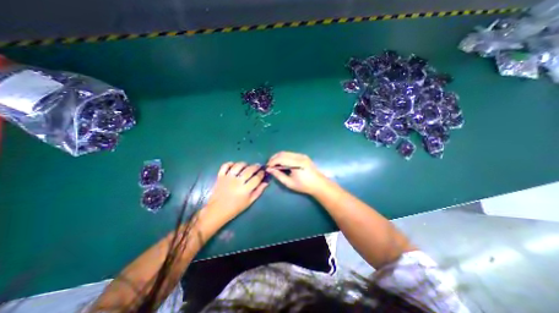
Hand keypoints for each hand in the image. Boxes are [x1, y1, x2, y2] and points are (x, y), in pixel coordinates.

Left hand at [205, 161, 267, 221]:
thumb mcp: (250, 201)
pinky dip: (230, 163)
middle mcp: (237, 181)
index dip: (261, 174)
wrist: (217, 210)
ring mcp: (228, 177)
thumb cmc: (235, 207)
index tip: (263, 172)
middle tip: (258, 166)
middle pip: (249, 170)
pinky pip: (225, 166)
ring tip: (247, 166)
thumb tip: (266, 182)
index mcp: (245, 189)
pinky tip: (234, 166)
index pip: (256, 178)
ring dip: (244, 164)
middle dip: (256, 166)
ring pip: (238, 165)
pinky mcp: (220, 176)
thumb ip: (259, 191)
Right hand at [265, 152, 328, 195]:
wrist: (319, 184)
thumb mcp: (289, 183)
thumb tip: (269, 170)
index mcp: (296, 163)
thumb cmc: (304, 186)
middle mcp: (299, 156)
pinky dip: (284, 157)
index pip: (280, 159)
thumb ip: (278, 175)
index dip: (272, 162)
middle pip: (282, 153)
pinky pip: (290, 154)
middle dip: (274, 158)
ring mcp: (302, 155)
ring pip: (286, 153)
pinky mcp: (303, 156)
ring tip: (274, 164)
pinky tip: (282, 163)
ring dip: (278, 157)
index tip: (267, 167)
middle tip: (269, 165)